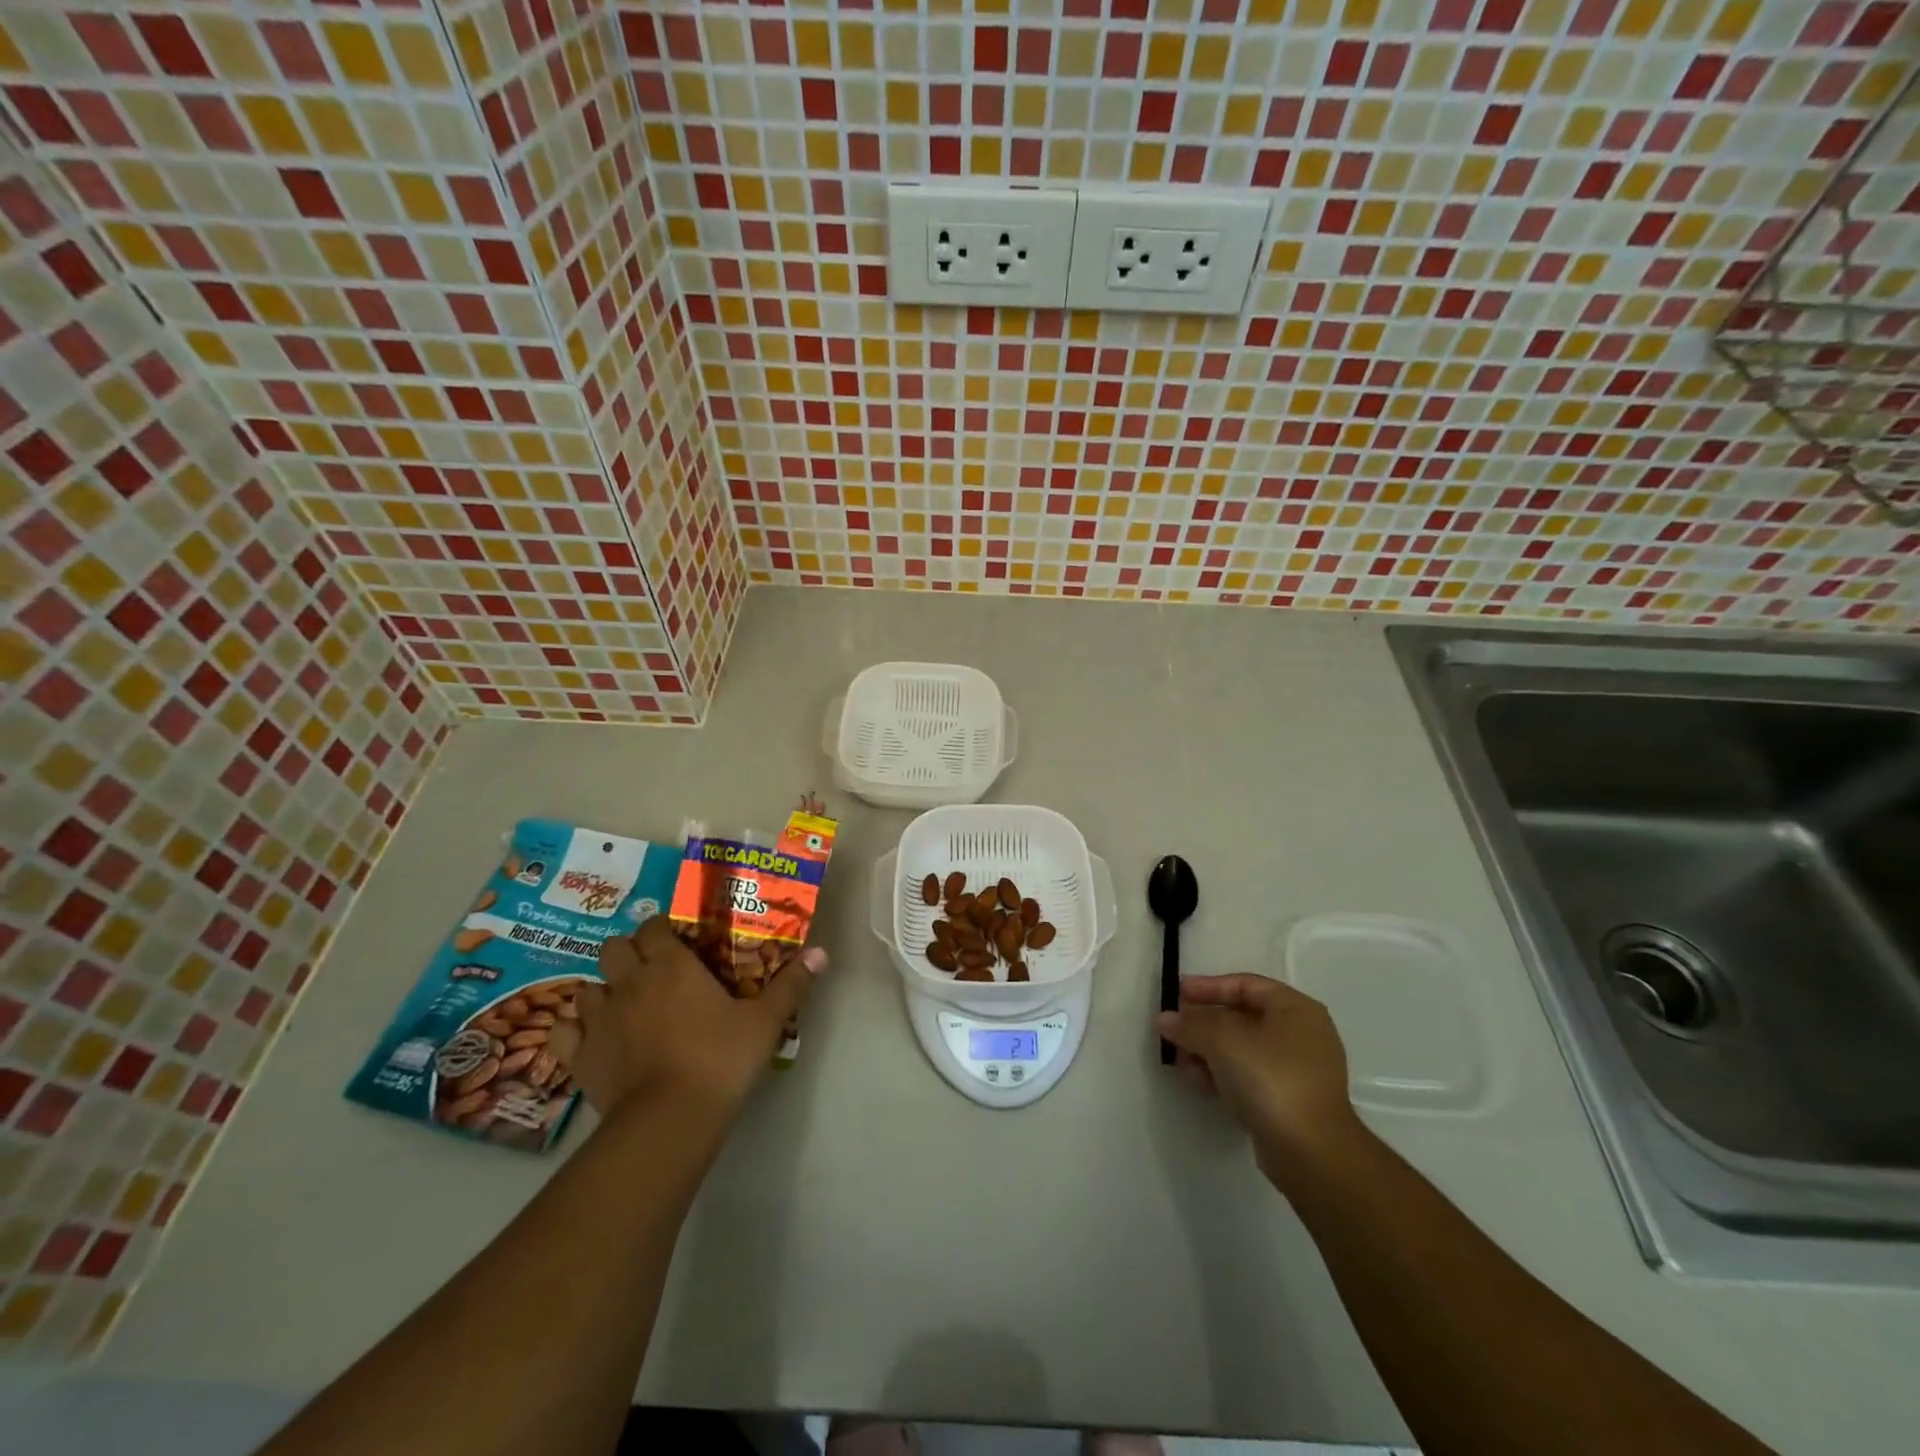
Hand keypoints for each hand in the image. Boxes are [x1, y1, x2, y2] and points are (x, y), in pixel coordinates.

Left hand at [549, 917, 825, 1121]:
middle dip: (628, 953)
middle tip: (652, 971)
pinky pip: (562, 1032)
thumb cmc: (720, 1058)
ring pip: (587, 988)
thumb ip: (791, 984)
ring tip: (624, 1006)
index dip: (662, 930)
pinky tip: (591, 1040)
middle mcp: (629, 981)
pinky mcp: (579, 1057)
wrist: (670, 1119)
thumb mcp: (765, 1020)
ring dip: (602, 991)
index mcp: (671, 964)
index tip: (678, 942)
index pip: (654, 927)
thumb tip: (822, 952)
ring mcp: (599, 1019)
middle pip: (613, 948)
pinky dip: (574, 1031)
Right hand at [1155, 974, 1361, 1188]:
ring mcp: (1298, 1071)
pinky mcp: (1289, 1101)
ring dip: (1208, 1051)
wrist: (1311, 1152)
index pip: (1245, 985)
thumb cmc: (1270, 1078)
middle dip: (1204, 1023)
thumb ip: (1190, 1024)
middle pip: (1242, 1017)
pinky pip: (1249, 1076)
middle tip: (1174, 1029)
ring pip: (1243, 1049)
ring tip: (1180, 1060)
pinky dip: (1223, 1074)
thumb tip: (1165, 1019)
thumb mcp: (1222, 1040)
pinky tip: (1198, 1082)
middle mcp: (1302, 1035)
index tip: (1177, 994)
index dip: (1208, 986)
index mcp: (1295, 1009)